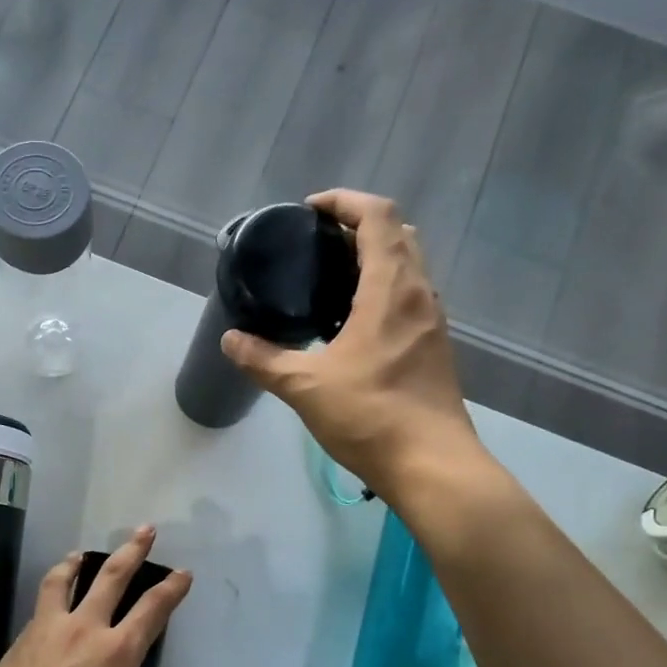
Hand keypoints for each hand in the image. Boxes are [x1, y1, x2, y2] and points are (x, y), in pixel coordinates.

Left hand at [0, 527, 191, 666]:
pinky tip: (50, 609)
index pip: (153, 609)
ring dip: (76, 562)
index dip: (171, 588)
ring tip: (80, 554)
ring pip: (63, 580)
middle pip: (112, 576)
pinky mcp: (19, 641)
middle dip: (132, 549)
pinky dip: (51, 597)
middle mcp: (84, 630)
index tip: (182, 573)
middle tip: (144, 530)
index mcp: (117, 654)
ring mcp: (47, 631)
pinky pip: (40, 609)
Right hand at [221, 189, 491, 503]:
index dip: (344, 202)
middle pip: (398, 234)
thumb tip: (230, 340)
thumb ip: (263, 360)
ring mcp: (432, 321)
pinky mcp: (435, 347)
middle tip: (317, 245)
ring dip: (375, 258)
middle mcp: (419, 294)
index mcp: (390, 288)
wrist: (431, 464)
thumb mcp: (304, 386)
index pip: (377, 216)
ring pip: (409, 266)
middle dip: (358, 227)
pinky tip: (354, 323)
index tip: (310, 211)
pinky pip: (410, 297)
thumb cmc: (370, 415)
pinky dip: (383, 290)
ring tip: (331, 280)